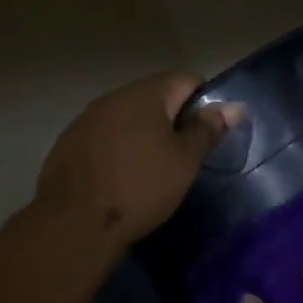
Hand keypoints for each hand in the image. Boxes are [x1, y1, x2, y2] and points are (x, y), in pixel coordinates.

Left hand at [31, 73, 238, 251]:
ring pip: (126, 117)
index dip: (204, 102)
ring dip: (143, 135)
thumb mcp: (184, 162)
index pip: (186, 79)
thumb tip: (234, 106)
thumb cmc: (140, 188)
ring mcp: (86, 119)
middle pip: (154, 97)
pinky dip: (118, 149)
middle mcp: (113, 97)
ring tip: (151, 169)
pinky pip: (103, 137)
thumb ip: (207, 130)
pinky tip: (120, 177)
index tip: (207, 135)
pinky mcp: (68, 143)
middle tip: (183, 156)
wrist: (74, 222)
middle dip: (172, 120)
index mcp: (145, 94)